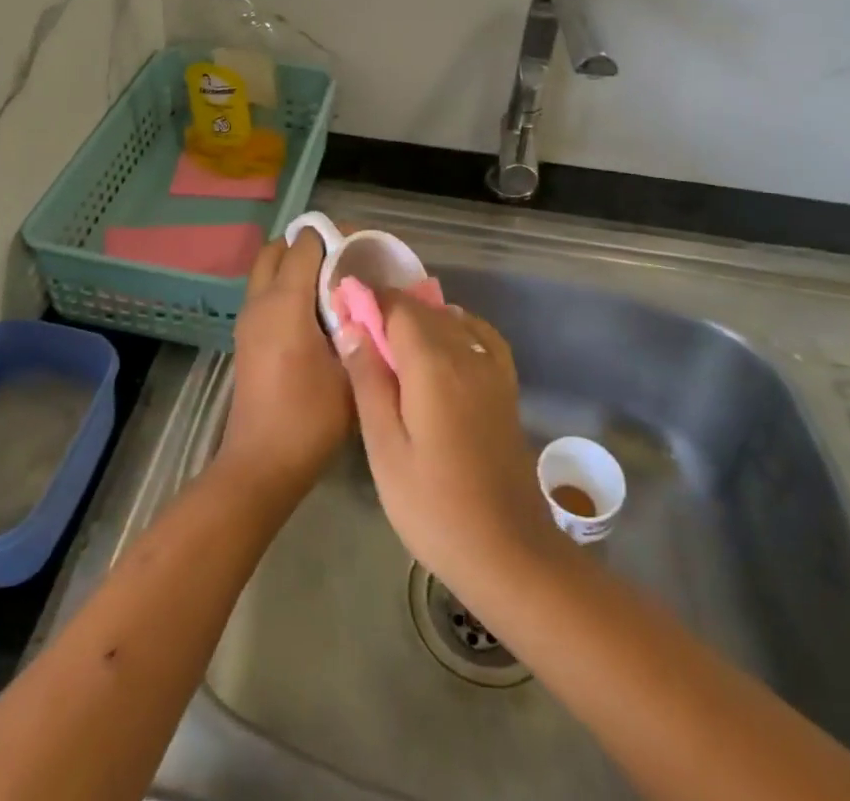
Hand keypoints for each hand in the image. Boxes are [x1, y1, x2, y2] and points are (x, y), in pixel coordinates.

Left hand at [215, 230, 352, 502]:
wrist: (261, 463)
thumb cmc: (310, 417)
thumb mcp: (350, 371)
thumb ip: (362, 327)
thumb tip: (375, 298)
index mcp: (285, 302)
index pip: (304, 245)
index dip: (332, 236)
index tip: (361, 245)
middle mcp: (260, 301)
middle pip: (278, 249)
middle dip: (309, 244)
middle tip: (344, 259)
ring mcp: (248, 319)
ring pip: (267, 270)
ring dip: (294, 264)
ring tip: (333, 283)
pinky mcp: (246, 337)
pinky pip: (264, 292)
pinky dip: (285, 284)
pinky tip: (315, 311)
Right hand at [335, 293, 563, 599]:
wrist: (507, 550)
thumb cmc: (434, 506)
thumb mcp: (385, 449)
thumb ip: (368, 381)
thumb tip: (351, 326)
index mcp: (432, 363)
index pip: (397, 307)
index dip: (368, 299)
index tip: (342, 306)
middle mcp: (465, 352)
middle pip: (423, 309)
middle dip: (389, 307)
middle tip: (356, 327)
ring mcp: (491, 368)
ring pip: (450, 319)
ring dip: (418, 317)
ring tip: (389, 340)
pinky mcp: (505, 385)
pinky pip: (479, 335)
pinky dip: (455, 326)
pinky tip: (442, 343)